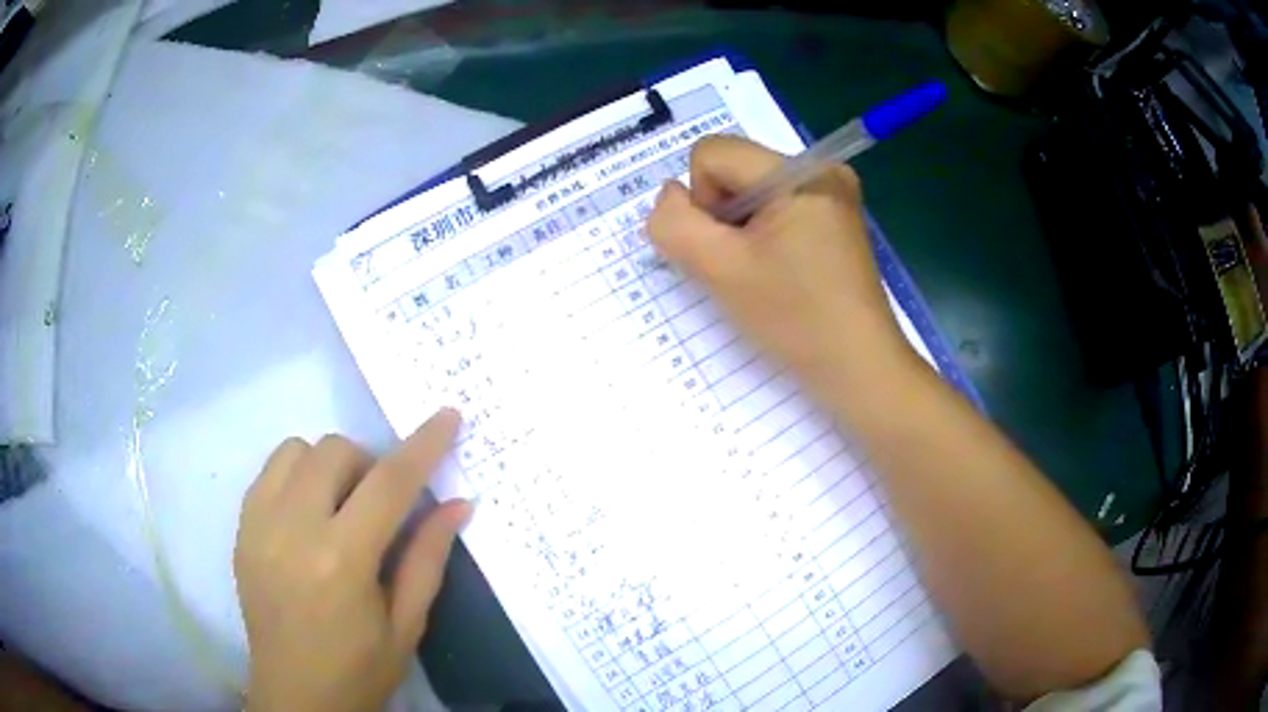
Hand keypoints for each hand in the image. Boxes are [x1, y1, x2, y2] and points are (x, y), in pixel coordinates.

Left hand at [235, 409, 471, 711]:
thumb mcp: (407, 624)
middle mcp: (293, 529)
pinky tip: (308, 516)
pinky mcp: (241, 529)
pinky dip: (296, 477)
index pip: (389, 484)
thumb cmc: (359, 669)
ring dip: (328, 466)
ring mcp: (259, 524)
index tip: (448, 415)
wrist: (294, 696)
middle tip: (380, 504)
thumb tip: (458, 503)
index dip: (423, 445)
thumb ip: (428, 558)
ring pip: (296, 450)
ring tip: (339, 507)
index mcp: (343, 560)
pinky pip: (269, 472)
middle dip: (369, 464)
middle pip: (334, 451)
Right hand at [647, 136, 914, 394]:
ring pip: (751, 191)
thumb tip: (670, 196)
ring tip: (766, 272)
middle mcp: (822, 169)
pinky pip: (776, 207)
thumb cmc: (795, 319)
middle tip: (747, 265)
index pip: (711, 154)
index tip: (730, 248)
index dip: (702, 202)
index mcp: (801, 171)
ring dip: (742, 230)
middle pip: (734, 169)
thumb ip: (674, 224)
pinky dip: (763, 235)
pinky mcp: (836, 216)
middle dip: (724, 216)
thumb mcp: (720, 271)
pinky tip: (781, 271)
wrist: (858, 367)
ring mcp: (833, 192)